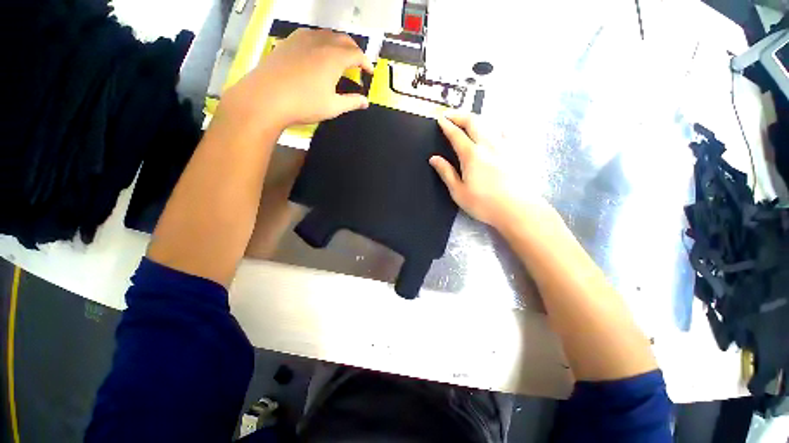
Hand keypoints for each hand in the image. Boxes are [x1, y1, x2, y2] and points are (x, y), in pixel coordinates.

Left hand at [222, 29, 373, 128]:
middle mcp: (320, 42)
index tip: (369, 71)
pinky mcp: (288, 42)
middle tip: (357, 63)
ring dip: (337, 43)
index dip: (366, 62)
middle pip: (343, 39)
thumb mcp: (333, 107)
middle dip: (354, 49)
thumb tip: (365, 101)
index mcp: (334, 58)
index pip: (356, 54)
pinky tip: (316, 53)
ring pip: (326, 34)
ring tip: (339, 57)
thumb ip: (352, 102)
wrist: (266, 97)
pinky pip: (310, 35)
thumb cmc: (304, 104)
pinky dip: (320, 41)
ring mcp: (302, 39)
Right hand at [430, 113, 556, 229]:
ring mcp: (506, 145)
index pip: (456, 135)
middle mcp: (488, 144)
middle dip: (460, 115)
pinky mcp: (518, 150)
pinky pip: (507, 130)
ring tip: (470, 120)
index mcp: (471, 155)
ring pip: (490, 123)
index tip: (440, 119)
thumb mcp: (458, 191)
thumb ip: (446, 172)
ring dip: (477, 119)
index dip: (447, 126)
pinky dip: (498, 126)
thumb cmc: (483, 203)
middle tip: (451, 114)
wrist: (516, 209)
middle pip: (474, 122)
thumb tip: (434, 158)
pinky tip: (497, 128)